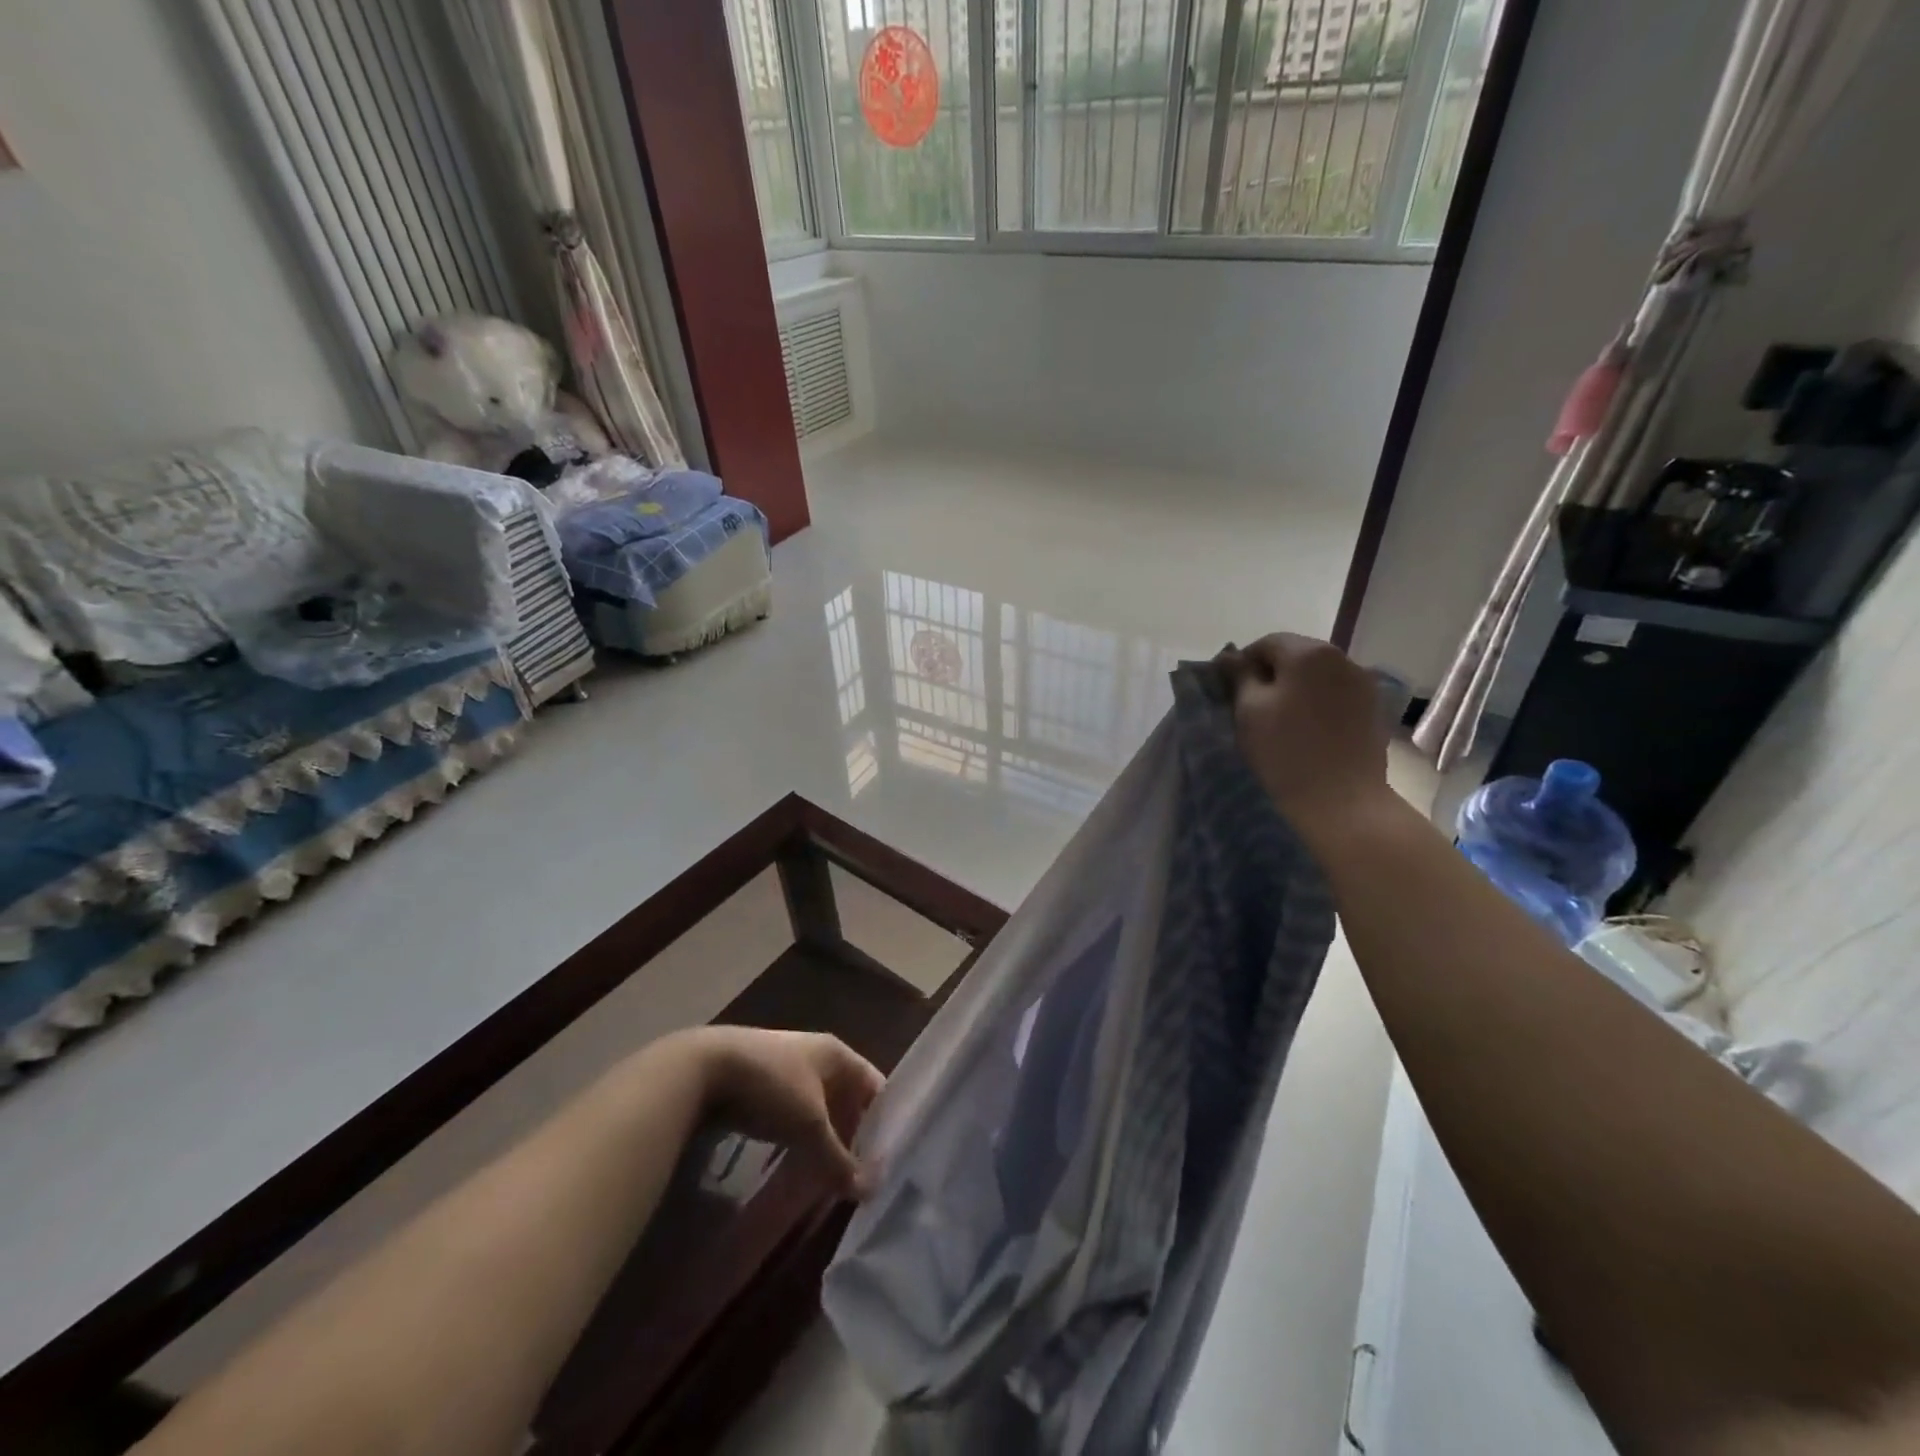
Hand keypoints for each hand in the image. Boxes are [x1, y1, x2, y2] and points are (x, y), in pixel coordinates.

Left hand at [687, 1027, 884, 1198]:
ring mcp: (788, 1068)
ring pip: (819, 1109)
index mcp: (837, 1053)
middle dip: (852, 1136)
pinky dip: (799, 1138)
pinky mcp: (762, 1086)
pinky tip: (795, 1165)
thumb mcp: (810, 1126)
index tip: (888, 1161)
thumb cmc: (771, 1087)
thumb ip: (839, 1159)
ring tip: (828, 1178)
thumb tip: (871, 1190)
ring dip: (824, 1140)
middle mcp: (817, 1055)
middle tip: (858, 1178)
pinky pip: (793, 1114)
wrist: (704, 1068)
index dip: (884, 1120)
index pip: (874, 1085)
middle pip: (847, 1098)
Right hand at [1218, 633, 1390, 836]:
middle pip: (1296, 656)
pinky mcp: (1373, 710)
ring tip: (1281, 722)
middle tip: (1253, 709)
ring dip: (1296, 690)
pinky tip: (1308, 731)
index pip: (1266, 643)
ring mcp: (1363, 684)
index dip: (1244, 665)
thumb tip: (1230, 657)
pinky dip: (1318, 704)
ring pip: (1317, 676)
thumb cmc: (1285, 752)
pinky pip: (1336, 695)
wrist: (1341, 802)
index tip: (1232, 693)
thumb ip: (1240, 676)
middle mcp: (1342, 658)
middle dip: (1272, 675)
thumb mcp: (1248, 710)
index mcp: (1308, 652)